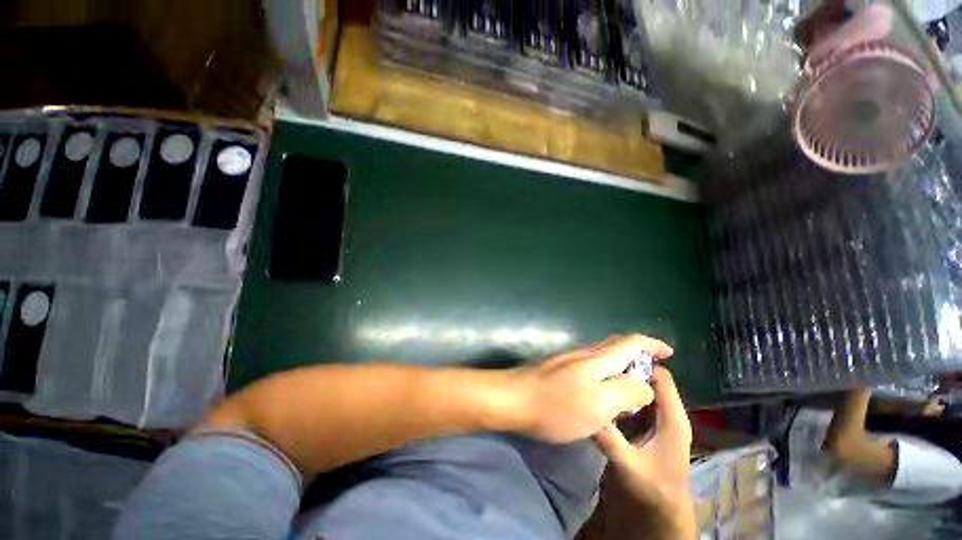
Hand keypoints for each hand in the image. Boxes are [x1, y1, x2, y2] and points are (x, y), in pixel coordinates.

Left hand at [510, 335, 672, 443]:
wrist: (513, 399)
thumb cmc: (556, 406)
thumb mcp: (598, 406)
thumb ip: (626, 392)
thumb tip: (644, 384)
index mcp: (597, 359)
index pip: (630, 343)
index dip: (651, 344)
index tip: (668, 352)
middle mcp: (583, 353)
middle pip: (616, 347)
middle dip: (637, 357)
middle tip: (651, 376)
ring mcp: (568, 359)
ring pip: (602, 357)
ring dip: (620, 367)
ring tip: (631, 389)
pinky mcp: (557, 368)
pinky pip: (589, 366)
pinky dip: (604, 375)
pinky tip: (602, 393)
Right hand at [593, 367, 695, 538]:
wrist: (663, 512)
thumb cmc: (653, 489)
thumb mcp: (629, 466)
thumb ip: (609, 440)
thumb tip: (587, 411)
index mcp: (672, 418)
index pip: (661, 377)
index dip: (640, 364)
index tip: (612, 359)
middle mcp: (668, 413)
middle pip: (650, 380)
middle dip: (628, 371)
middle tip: (600, 365)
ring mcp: (658, 419)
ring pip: (642, 390)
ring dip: (624, 382)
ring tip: (598, 375)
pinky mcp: (647, 426)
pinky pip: (636, 402)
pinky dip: (622, 395)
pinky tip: (603, 393)